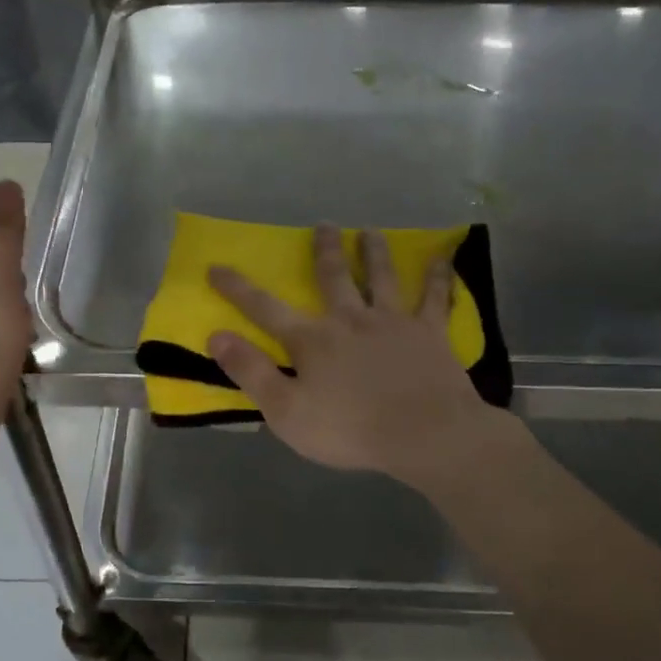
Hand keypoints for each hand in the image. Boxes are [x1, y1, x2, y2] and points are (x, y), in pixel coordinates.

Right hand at [207, 225, 519, 496]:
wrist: (424, 435)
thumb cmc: (350, 430)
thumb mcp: (286, 411)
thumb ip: (251, 372)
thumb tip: (217, 336)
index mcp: (313, 340)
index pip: (265, 309)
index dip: (238, 289)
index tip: (216, 267)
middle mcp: (350, 319)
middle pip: (333, 278)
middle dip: (325, 251)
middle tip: (324, 225)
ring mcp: (393, 322)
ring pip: (382, 278)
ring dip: (374, 253)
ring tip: (370, 232)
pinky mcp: (430, 333)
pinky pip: (435, 299)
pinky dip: (439, 277)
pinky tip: (443, 259)